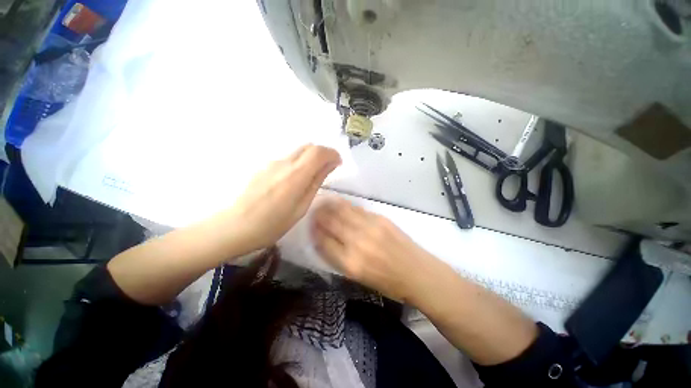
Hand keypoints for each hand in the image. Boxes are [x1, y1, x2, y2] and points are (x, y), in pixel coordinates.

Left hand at [224, 144, 340, 254]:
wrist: (235, 226)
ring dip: (310, 159)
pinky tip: (293, 181)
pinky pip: (287, 159)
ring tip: (311, 177)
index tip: (337, 164)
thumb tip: (330, 165)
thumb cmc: (273, 223)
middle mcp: (284, 162)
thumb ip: (316, 182)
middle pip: (308, 146)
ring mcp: (271, 163)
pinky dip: (298, 163)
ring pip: (298, 152)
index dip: (332, 153)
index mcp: (296, 174)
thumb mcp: (302, 206)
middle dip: (322, 154)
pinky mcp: (263, 166)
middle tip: (327, 169)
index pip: (319, 151)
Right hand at [312, 198, 435, 300]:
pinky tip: (340, 203)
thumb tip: (326, 240)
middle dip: (319, 216)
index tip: (310, 227)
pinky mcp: (380, 219)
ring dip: (330, 206)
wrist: (417, 273)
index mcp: (351, 263)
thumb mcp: (359, 277)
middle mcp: (358, 243)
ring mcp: (370, 228)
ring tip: (323, 202)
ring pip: (343, 212)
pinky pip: (357, 209)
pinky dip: (346, 206)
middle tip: (314, 211)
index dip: (314, 232)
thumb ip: (340, 258)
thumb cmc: (388, 282)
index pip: (323, 242)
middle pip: (331, 223)